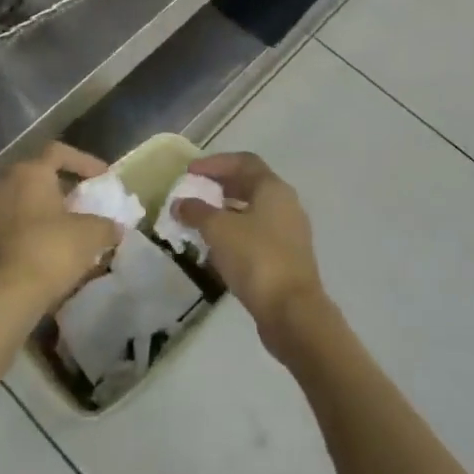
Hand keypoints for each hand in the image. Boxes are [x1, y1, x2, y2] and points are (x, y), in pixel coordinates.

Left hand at [0, 142, 117, 319]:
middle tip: (84, 199)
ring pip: (23, 200)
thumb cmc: (51, 251)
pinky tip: (50, 245)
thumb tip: (114, 228)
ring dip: (46, 208)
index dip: (84, 161)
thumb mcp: (91, 234)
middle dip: (63, 185)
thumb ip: (106, 225)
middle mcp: (4, 185)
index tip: (103, 177)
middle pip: (38, 174)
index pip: (58, 152)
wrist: (8, 297)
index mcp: (29, 173)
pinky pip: (14, 223)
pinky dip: (33, 228)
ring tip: (68, 224)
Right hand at [172, 152, 328, 356]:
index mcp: (273, 188)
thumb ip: (197, 212)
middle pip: (250, 185)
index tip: (190, 171)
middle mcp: (286, 204)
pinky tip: (217, 248)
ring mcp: (289, 233)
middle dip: (220, 186)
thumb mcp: (219, 230)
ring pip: (253, 212)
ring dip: (226, 212)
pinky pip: (257, 235)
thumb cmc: (256, 259)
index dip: (215, 163)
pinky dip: (235, 234)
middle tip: (194, 192)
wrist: (292, 312)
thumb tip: (180, 203)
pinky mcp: (287, 258)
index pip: (244, 161)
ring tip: (200, 221)